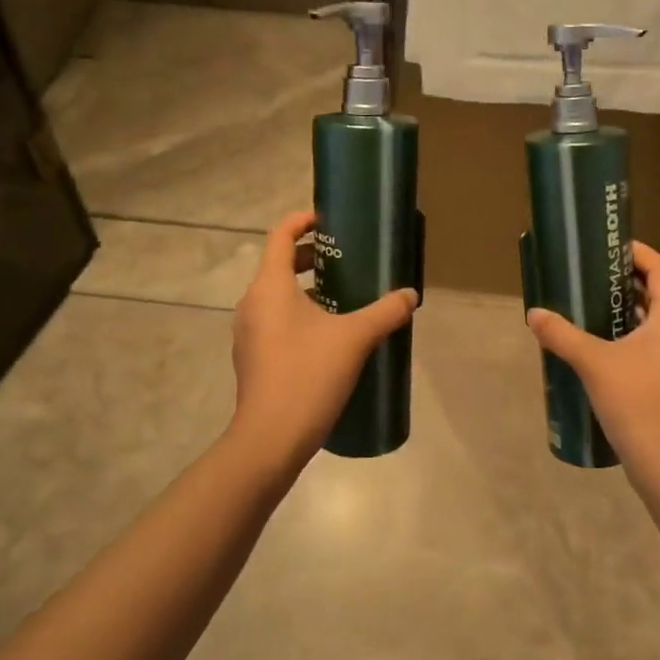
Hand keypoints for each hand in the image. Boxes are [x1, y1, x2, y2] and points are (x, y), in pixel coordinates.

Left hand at [229, 209, 418, 463]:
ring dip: (307, 288)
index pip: (281, 235)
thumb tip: (410, 295)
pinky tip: (330, 335)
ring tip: (345, 296)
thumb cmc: (308, 375)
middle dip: (312, 256)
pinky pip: (276, 321)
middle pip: (279, 264)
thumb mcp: (355, 338)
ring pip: (277, 295)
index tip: (331, 221)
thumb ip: (386, 312)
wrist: (270, 439)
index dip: (304, 220)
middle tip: (348, 260)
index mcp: (269, 286)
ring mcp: (249, 333)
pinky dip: (300, 314)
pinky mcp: (254, 357)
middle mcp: (252, 303)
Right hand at [525, 241, 659, 484]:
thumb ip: (562, 335)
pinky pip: (656, 344)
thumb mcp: (594, 363)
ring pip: (658, 321)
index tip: (609, 247)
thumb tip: (534, 314)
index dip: (637, 252)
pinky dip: (634, 336)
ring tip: (592, 307)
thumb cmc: (638, 402)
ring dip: (630, 311)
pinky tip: (604, 347)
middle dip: (627, 281)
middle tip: (592, 275)